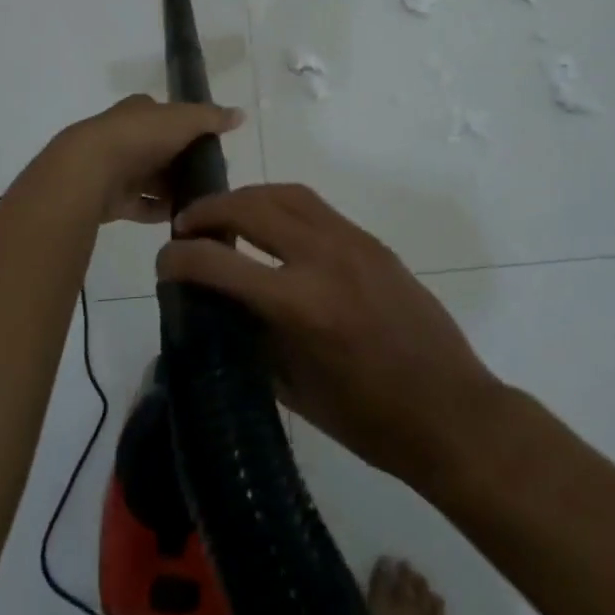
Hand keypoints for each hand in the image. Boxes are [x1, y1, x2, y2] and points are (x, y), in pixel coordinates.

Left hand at [31, 94, 243, 224]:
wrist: (89, 170)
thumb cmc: (139, 136)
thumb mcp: (183, 120)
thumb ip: (212, 118)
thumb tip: (241, 114)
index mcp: (138, 111)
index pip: (166, 115)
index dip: (186, 127)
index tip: (210, 146)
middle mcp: (125, 135)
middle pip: (160, 149)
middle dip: (182, 163)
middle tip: (211, 178)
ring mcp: (115, 168)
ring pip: (150, 179)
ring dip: (171, 190)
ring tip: (201, 203)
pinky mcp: (110, 198)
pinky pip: (140, 205)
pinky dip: (158, 211)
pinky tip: (180, 219)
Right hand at [156, 184, 504, 493]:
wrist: (451, 411)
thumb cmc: (370, 421)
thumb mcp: (296, 390)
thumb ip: (253, 339)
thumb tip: (220, 309)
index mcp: (301, 306)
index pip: (222, 264)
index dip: (182, 258)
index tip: (163, 261)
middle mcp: (324, 258)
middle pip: (252, 208)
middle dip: (210, 211)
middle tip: (187, 225)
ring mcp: (352, 242)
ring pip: (286, 193)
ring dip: (247, 197)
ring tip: (224, 215)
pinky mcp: (371, 241)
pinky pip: (316, 207)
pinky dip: (281, 204)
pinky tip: (271, 225)